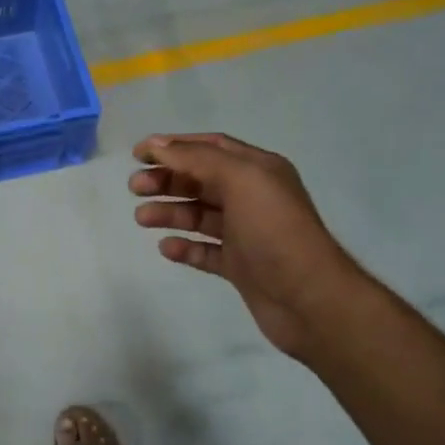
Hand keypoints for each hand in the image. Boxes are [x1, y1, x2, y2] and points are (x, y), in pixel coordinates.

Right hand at [130, 133, 358, 358]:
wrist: (309, 299)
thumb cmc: (275, 231)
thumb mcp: (241, 180)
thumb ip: (198, 159)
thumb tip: (157, 145)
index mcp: (259, 171)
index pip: (211, 147)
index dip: (174, 147)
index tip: (138, 154)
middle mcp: (253, 198)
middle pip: (201, 180)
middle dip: (167, 180)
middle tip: (135, 188)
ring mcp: (246, 234)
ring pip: (199, 216)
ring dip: (170, 212)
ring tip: (142, 219)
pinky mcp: (240, 267)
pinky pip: (205, 252)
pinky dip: (184, 248)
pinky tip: (167, 248)